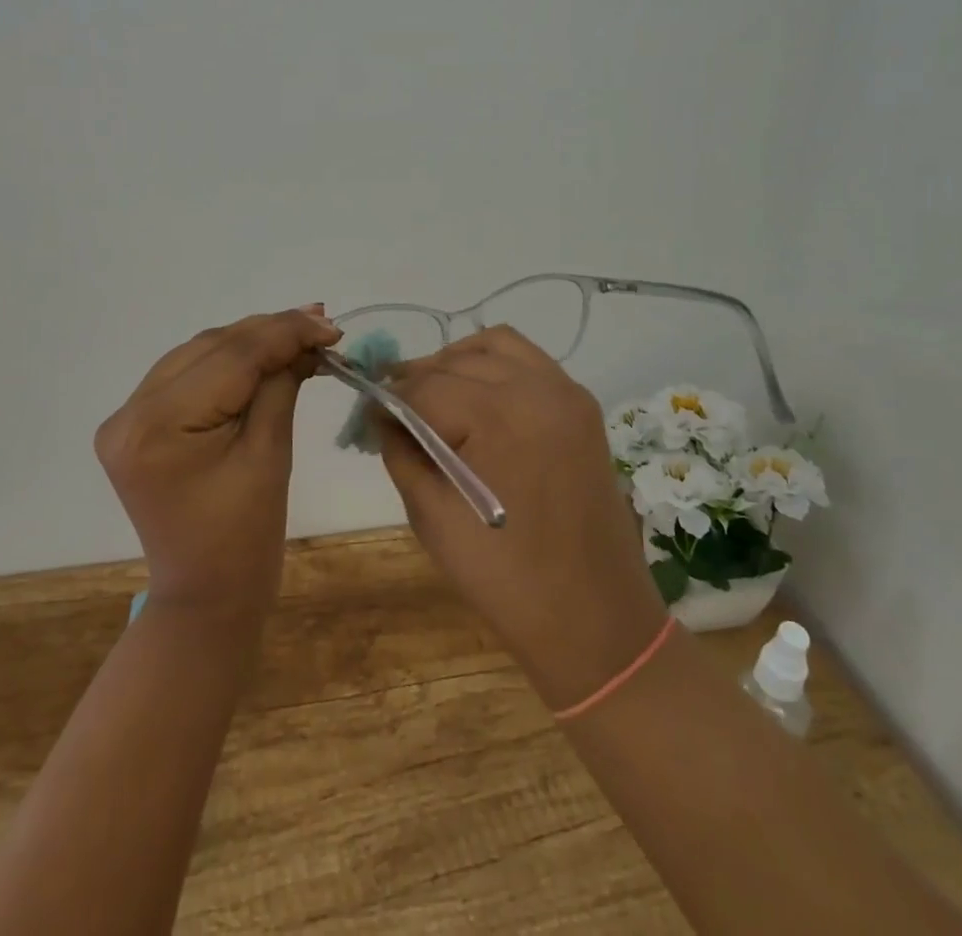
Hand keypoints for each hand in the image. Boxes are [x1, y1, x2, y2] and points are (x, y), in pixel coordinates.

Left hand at [96, 306, 339, 623]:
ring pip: (198, 353)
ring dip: (249, 342)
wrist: (205, 597)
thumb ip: (281, 385)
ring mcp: (126, 418)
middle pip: (210, 348)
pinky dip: (227, 363)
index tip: (331, 325)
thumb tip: (307, 337)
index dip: (284, 333)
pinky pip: (187, 375)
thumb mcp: (270, 454)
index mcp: (157, 426)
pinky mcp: (136, 425)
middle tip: (321, 323)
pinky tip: (262, 355)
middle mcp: (129, 413)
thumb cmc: (246, 538)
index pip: (230, 358)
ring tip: (300, 333)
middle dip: (269, 332)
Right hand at [376, 328, 672, 709]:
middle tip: (396, 409)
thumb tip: (382, 413)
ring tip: (437, 393)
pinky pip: (530, 361)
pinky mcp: (582, 405)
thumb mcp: (431, 516)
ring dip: (458, 361)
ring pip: (496, 344)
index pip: (424, 388)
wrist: (592, 617)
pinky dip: (497, 365)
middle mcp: (536, 389)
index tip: (369, 413)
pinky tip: (480, 397)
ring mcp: (565, 392)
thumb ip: (401, 451)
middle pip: (456, 361)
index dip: (389, 398)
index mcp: (497, 417)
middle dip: (418, 379)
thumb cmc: (503, 576)